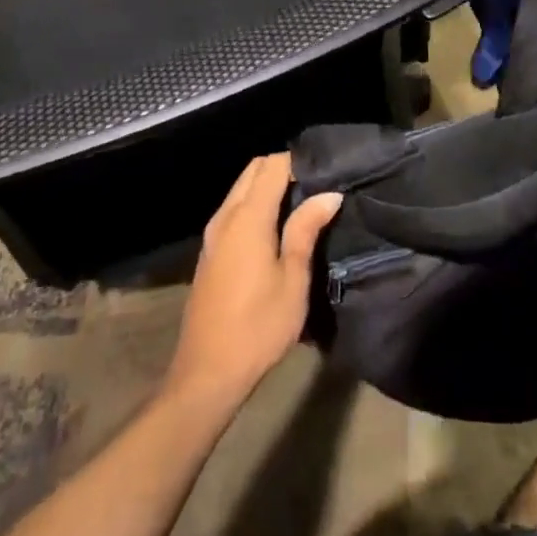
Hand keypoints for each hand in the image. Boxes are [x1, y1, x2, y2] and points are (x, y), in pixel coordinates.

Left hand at [165, 153, 341, 411]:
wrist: (207, 373)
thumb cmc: (258, 326)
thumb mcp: (293, 279)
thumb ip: (306, 230)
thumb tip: (329, 194)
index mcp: (248, 218)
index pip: (272, 166)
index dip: (299, 161)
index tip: (326, 170)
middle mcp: (226, 216)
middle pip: (253, 170)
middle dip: (282, 169)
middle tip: (316, 186)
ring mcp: (213, 234)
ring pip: (241, 188)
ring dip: (267, 186)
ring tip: (301, 204)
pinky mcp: (209, 251)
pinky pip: (233, 209)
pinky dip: (254, 204)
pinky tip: (276, 227)